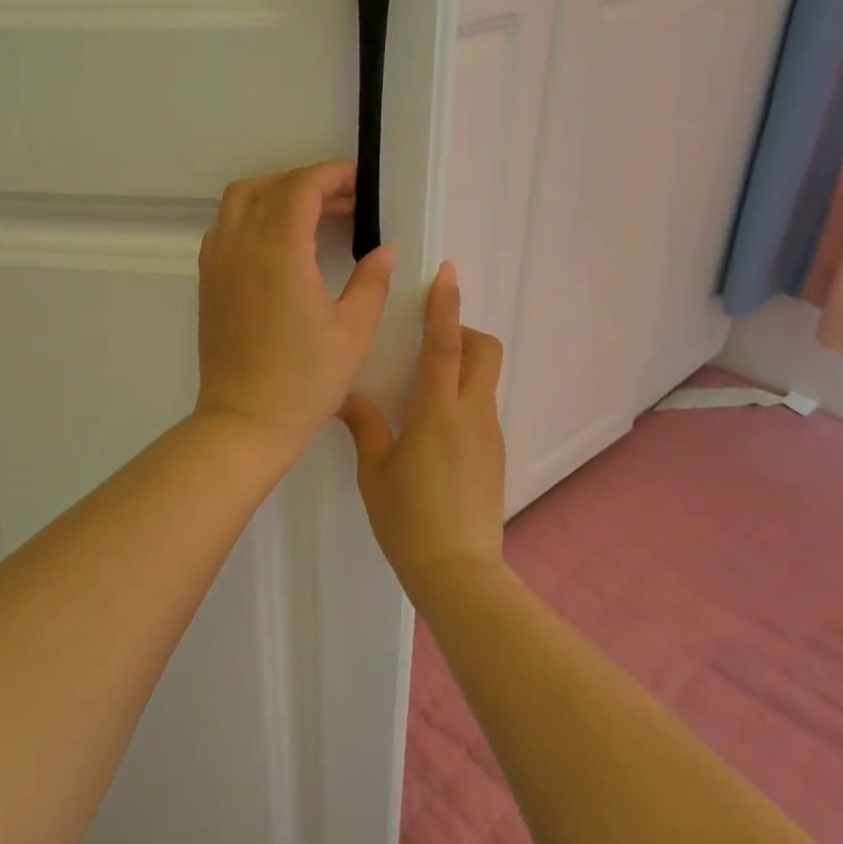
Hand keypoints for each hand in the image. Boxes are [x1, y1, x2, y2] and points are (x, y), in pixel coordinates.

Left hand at [194, 161, 396, 456]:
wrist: (245, 421)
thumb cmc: (305, 380)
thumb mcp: (353, 331)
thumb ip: (372, 281)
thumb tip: (386, 250)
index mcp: (279, 252)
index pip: (301, 187)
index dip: (332, 175)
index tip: (359, 184)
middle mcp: (241, 246)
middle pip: (270, 186)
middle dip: (308, 183)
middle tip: (344, 203)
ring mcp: (217, 263)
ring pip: (239, 201)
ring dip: (275, 195)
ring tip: (311, 217)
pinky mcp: (207, 282)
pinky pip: (225, 227)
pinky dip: (251, 217)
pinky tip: (278, 245)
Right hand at [339, 261, 505, 594]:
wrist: (458, 570)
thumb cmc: (408, 518)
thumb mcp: (375, 471)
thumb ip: (365, 426)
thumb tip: (348, 398)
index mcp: (437, 412)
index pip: (445, 345)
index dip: (445, 305)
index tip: (447, 272)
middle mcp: (471, 414)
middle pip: (484, 350)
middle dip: (462, 330)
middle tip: (428, 339)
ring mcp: (489, 434)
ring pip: (484, 378)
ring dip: (461, 364)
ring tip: (422, 386)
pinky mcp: (494, 454)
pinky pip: (481, 407)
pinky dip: (462, 396)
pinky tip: (432, 428)